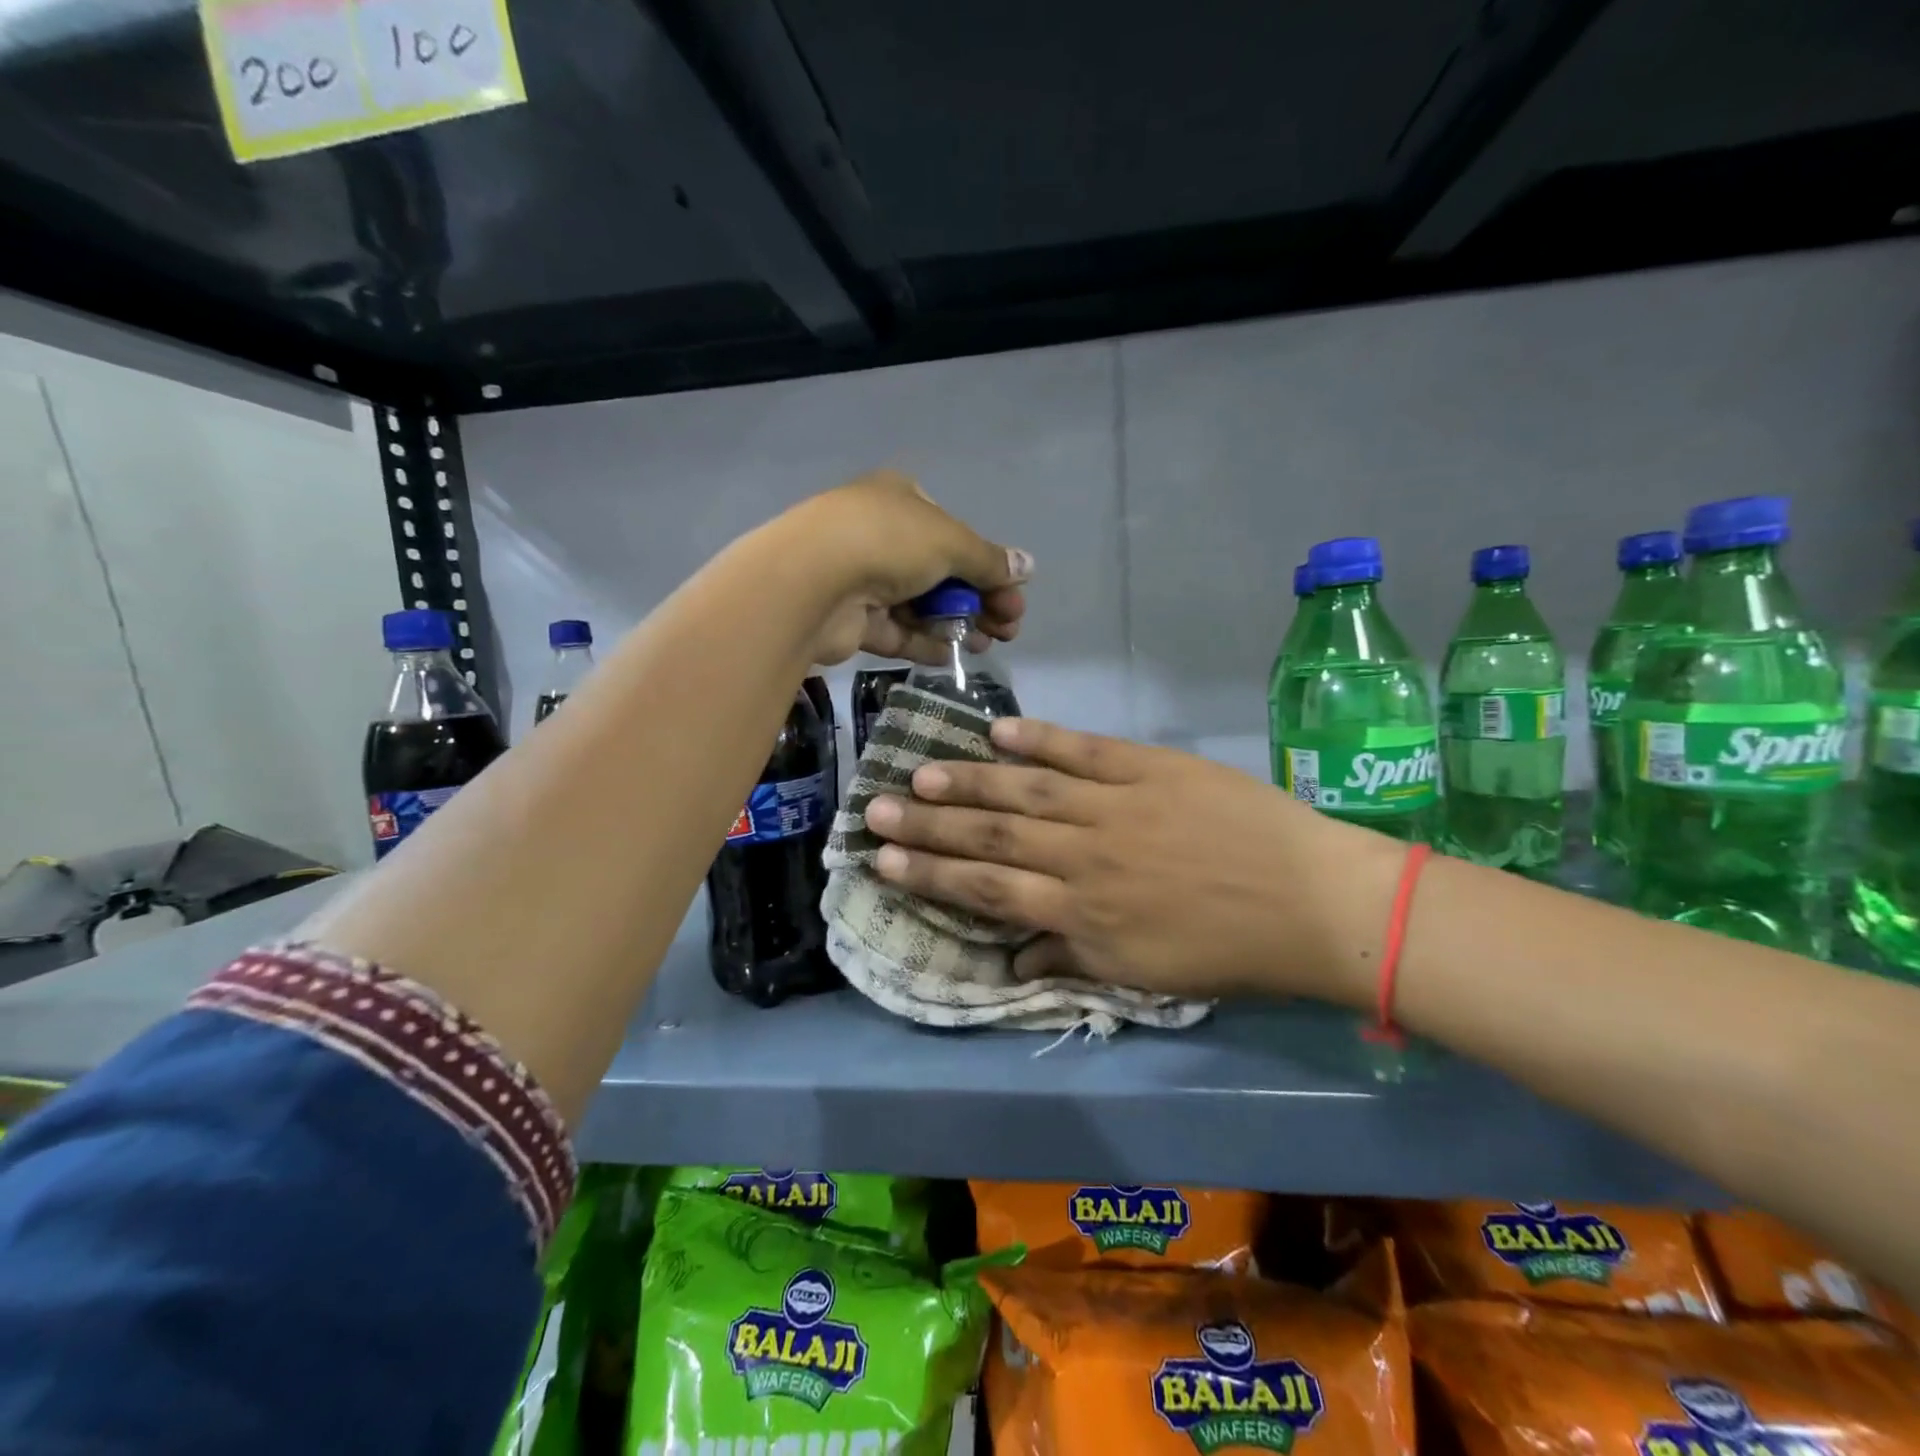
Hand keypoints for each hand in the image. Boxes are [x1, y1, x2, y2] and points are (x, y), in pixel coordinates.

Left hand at [781, 471, 1031, 664]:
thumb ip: (989, 560)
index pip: (954, 534)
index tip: (1014, 597)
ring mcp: (862, 578)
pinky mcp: (851, 619)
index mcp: (901, 500)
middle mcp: (880, 535)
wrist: (812, 581)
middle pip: (941, 573)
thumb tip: (1028, 566)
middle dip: (979, 600)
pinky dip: (925, 642)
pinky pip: (897, 631)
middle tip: (1008, 628)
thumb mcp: (950, 542)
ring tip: (987, 645)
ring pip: (920, 605)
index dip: (988, 566)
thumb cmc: (887, 542)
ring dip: (956, 624)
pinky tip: (953, 656)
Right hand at [861, 718, 1405, 1004]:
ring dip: (969, 780)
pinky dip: (1040, 739)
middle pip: (992, 835)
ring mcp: (1115, 805)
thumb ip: (1071, 958)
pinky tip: (999, 730)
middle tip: (875, 806)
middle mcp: (1084, 856)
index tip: (884, 859)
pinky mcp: (1148, 767)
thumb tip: (1011, 962)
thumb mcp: (1145, 976)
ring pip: (1026, 789)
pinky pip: (1084, 750)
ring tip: (921, 770)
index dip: (931, 873)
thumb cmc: (1230, 951)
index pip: (988, 888)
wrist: (1313, 902)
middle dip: (929, 822)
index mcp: (1082, 912)